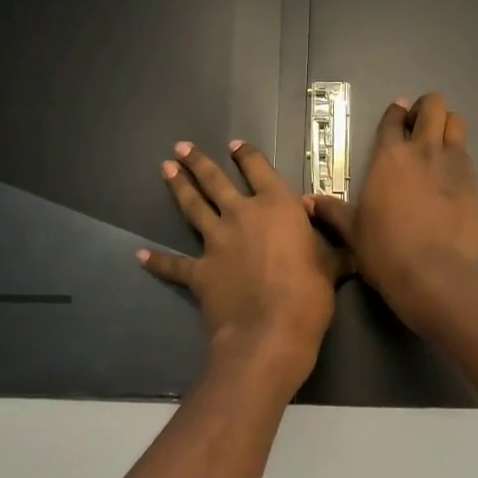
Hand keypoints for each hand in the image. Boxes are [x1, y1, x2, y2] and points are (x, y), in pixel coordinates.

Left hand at [140, 139, 339, 395]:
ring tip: (165, 169)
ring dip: (179, 187)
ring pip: (193, 208)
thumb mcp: (332, 263)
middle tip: (181, 147)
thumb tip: (337, 233)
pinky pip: (174, 265)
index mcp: (277, 206)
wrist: (269, 332)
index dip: (247, 155)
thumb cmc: (309, 294)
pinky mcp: (199, 271)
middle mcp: (242, 214)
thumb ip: (331, 244)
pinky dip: (157, 261)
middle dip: (198, 162)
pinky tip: (140, 255)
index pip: (259, 169)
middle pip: (216, 181)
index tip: (235, 145)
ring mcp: (216, 242)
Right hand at [309, 93, 477, 310]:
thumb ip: (331, 211)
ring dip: (447, 125)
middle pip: (432, 105)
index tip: (396, 115)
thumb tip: (305, 201)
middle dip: (426, 109)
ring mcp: (452, 163)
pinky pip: (467, 154)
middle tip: (418, 127)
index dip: (395, 113)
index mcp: (388, 156)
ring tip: (439, 143)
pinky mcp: (474, 182)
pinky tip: (451, 175)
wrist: (433, 273)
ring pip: (456, 122)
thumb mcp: (352, 231)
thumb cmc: (385, 250)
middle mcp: (422, 150)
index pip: (393, 119)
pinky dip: (459, 156)